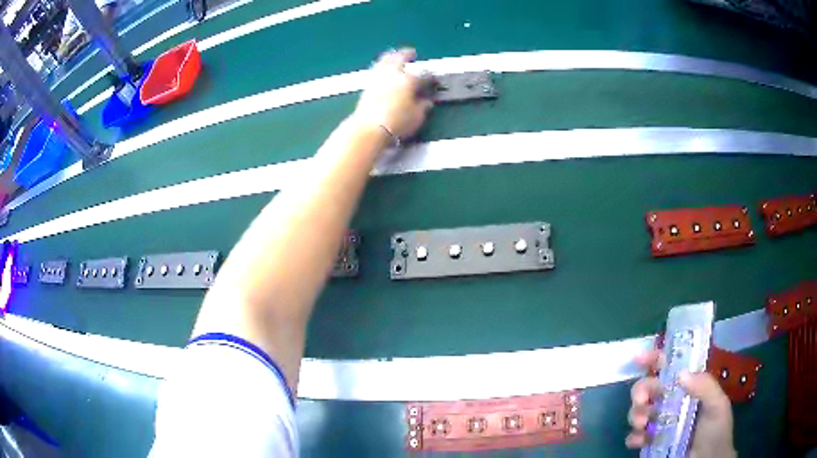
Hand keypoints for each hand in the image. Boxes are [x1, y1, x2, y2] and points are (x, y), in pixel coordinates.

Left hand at [352, 48, 433, 139]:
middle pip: (400, 59)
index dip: (430, 78)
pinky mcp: (367, 86)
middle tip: (411, 53)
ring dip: (391, 56)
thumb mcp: (417, 118)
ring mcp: (378, 78)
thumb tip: (426, 102)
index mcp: (409, 81)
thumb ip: (423, 107)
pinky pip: (376, 70)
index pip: (424, 76)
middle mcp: (393, 75)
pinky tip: (382, 69)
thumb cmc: (396, 124)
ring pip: (385, 61)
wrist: (369, 129)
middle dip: (407, 54)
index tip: (433, 79)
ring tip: (394, 55)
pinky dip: (381, 66)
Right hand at [626, 350, 736, 457]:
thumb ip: (705, 386)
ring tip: (642, 425)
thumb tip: (681, 374)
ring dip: (636, 415)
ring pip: (638, 411)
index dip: (655, 358)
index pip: (670, 367)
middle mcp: (671, 401)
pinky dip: (634, 437)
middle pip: (649, 387)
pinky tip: (640, 441)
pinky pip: (635, 436)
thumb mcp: (717, 404)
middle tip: (642, 402)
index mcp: (688, 387)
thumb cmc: (716, 429)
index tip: (639, 358)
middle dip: (641, 391)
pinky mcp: (651, 442)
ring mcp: (660, 423)